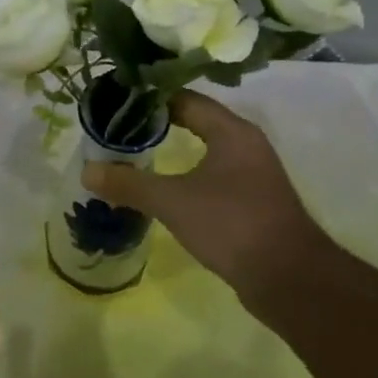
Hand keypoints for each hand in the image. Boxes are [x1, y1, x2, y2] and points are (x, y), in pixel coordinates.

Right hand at [81, 89, 327, 301]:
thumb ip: (129, 184)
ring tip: (136, 153)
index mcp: (232, 131)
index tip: (118, 101)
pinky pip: (215, 175)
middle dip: (158, 123)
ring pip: (207, 149)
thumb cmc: (232, 224)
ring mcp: (254, 173)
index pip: (186, 99)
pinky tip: (167, 188)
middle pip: (196, 120)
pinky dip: (189, 174)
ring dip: (175, 149)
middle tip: (120, 126)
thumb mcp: (172, 202)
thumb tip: (87, 172)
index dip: (151, 98)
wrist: (290, 279)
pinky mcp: (254, 201)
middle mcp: (246, 144)